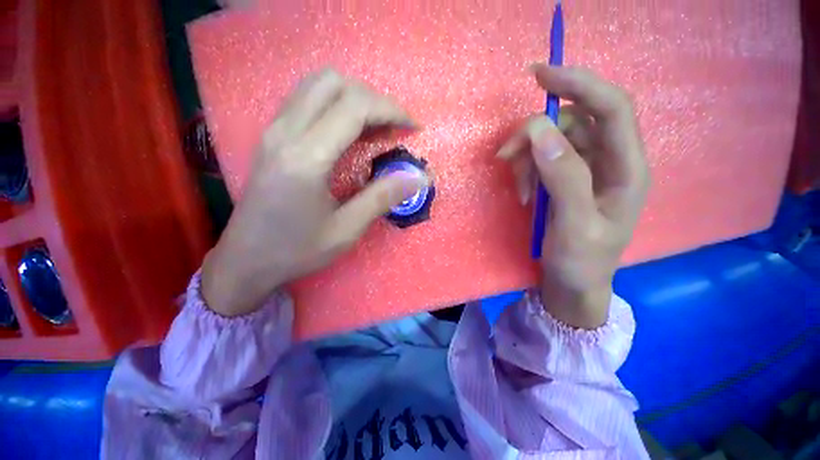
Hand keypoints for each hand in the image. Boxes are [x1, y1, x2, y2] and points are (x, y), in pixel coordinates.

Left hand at [201, 70, 428, 316]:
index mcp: (306, 158)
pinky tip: (348, 132)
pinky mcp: (271, 137)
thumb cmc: (296, 250)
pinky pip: (305, 100)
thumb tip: (418, 177)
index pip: (354, 106)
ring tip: (374, 128)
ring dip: (353, 98)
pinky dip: (335, 105)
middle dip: (373, 99)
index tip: (412, 127)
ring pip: (316, 85)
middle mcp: (285, 132)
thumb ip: (382, 198)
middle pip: (333, 82)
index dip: (391, 110)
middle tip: (392, 128)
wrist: (246, 260)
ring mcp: (273, 131)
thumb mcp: (346, 230)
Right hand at [498, 65, 649, 328]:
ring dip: (527, 158)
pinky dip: (526, 171)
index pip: (612, 107)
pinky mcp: (565, 179)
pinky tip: (522, 193)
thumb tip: (542, 133)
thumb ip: (565, 178)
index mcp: (627, 169)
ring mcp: (585, 169)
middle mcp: (610, 161)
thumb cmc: (582, 262)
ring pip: (552, 141)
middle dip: (536, 135)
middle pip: (574, 122)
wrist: (572, 283)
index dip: (579, 84)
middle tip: (505, 157)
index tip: (539, 75)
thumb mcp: (575, 226)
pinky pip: (542, 159)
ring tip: (518, 188)